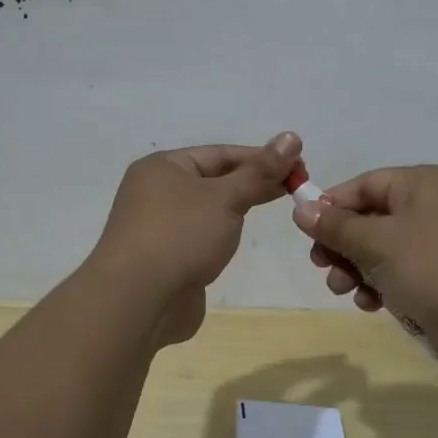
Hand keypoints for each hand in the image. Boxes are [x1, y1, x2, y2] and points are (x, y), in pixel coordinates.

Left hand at [91, 132, 301, 344]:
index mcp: (164, 167)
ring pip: (208, 209)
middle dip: (254, 182)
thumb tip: (291, 137)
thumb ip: (260, 171)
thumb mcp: (226, 197)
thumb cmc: (181, 235)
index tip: (299, 166)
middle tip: (297, 187)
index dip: (262, 158)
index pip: (221, 154)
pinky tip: (240, 239)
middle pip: (215, 179)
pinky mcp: (165, 258)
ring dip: (238, 208)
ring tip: (277, 209)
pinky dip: (222, 234)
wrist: (137, 300)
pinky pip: (200, 237)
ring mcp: (158, 227)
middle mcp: (156, 191)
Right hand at [291, 165, 437, 350]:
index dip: (331, 206)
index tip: (306, 233)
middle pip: (371, 218)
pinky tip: (370, 304)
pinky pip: (403, 272)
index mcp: (420, 184)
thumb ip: (337, 227)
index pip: (363, 185)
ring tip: (344, 290)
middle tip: (322, 266)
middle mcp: (432, 206)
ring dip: (358, 268)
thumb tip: (301, 208)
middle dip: (343, 244)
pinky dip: (383, 285)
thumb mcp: (379, 243)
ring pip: (384, 249)